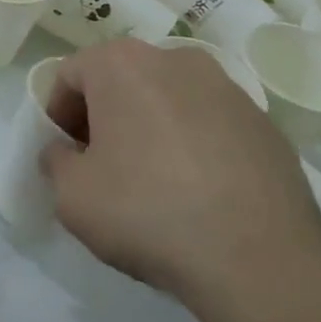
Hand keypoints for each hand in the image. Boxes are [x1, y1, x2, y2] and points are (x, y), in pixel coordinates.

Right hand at [41, 39, 320, 306]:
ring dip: (150, 126)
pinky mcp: (265, 122)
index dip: (58, 113)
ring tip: (152, 179)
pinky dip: (192, 144)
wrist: (261, 261)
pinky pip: (209, 123)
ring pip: (168, 98)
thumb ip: (56, 161)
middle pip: (121, 79)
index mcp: (122, 64)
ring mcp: (227, 88)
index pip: (71, 75)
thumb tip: (67, 153)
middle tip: (101, 163)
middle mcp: (175, 60)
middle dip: (104, 115)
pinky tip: (196, 191)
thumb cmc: (147, 212)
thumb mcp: (71, 195)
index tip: (65, 152)